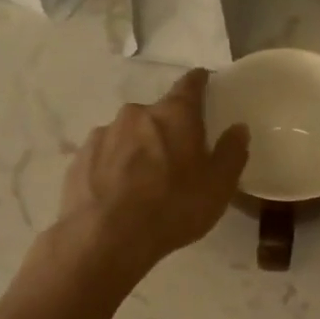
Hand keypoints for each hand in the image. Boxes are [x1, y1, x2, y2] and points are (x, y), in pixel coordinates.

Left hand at [56, 70, 249, 274]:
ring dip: (139, 149)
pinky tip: (119, 193)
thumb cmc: (173, 207)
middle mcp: (136, 113)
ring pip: (129, 134)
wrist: (106, 236)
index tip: (205, 82)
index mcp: (174, 115)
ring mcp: (104, 133)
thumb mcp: (218, 186)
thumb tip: (238, 128)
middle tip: (178, 157)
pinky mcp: (80, 157)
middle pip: (158, 114)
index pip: (190, 85)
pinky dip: (114, 166)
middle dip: (168, 129)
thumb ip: (231, 153)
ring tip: (145, 182)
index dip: (200, 82)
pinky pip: (105, 155)